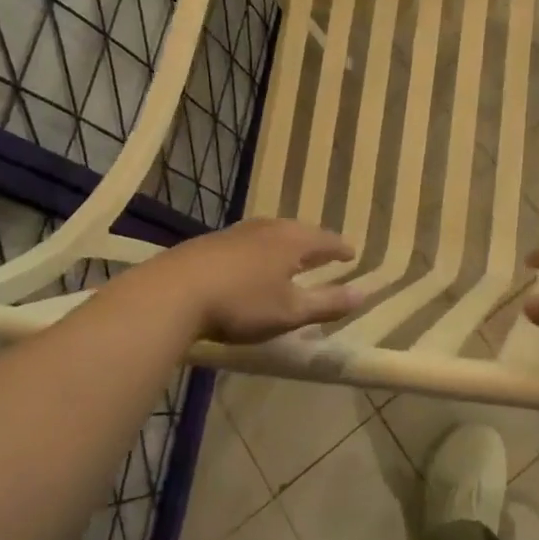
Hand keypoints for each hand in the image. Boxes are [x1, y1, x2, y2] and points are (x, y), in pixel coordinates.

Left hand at [142, 219, 364, 344]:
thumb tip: (364, 294)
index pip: (326, 240)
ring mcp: (238, 232)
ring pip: (272, 234)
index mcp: (293, 241)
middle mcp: (269, 228)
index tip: (351, 254)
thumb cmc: (241, 303)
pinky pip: (249, 241)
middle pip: (299, 232)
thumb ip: (327, 303)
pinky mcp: (212, 242)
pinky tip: (253, 263)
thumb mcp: (290, 311)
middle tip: (325, 253)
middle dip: (314, 243)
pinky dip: (262, 250)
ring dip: (287, 244)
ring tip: (292, 256)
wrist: (174, 292)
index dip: (340, 249)